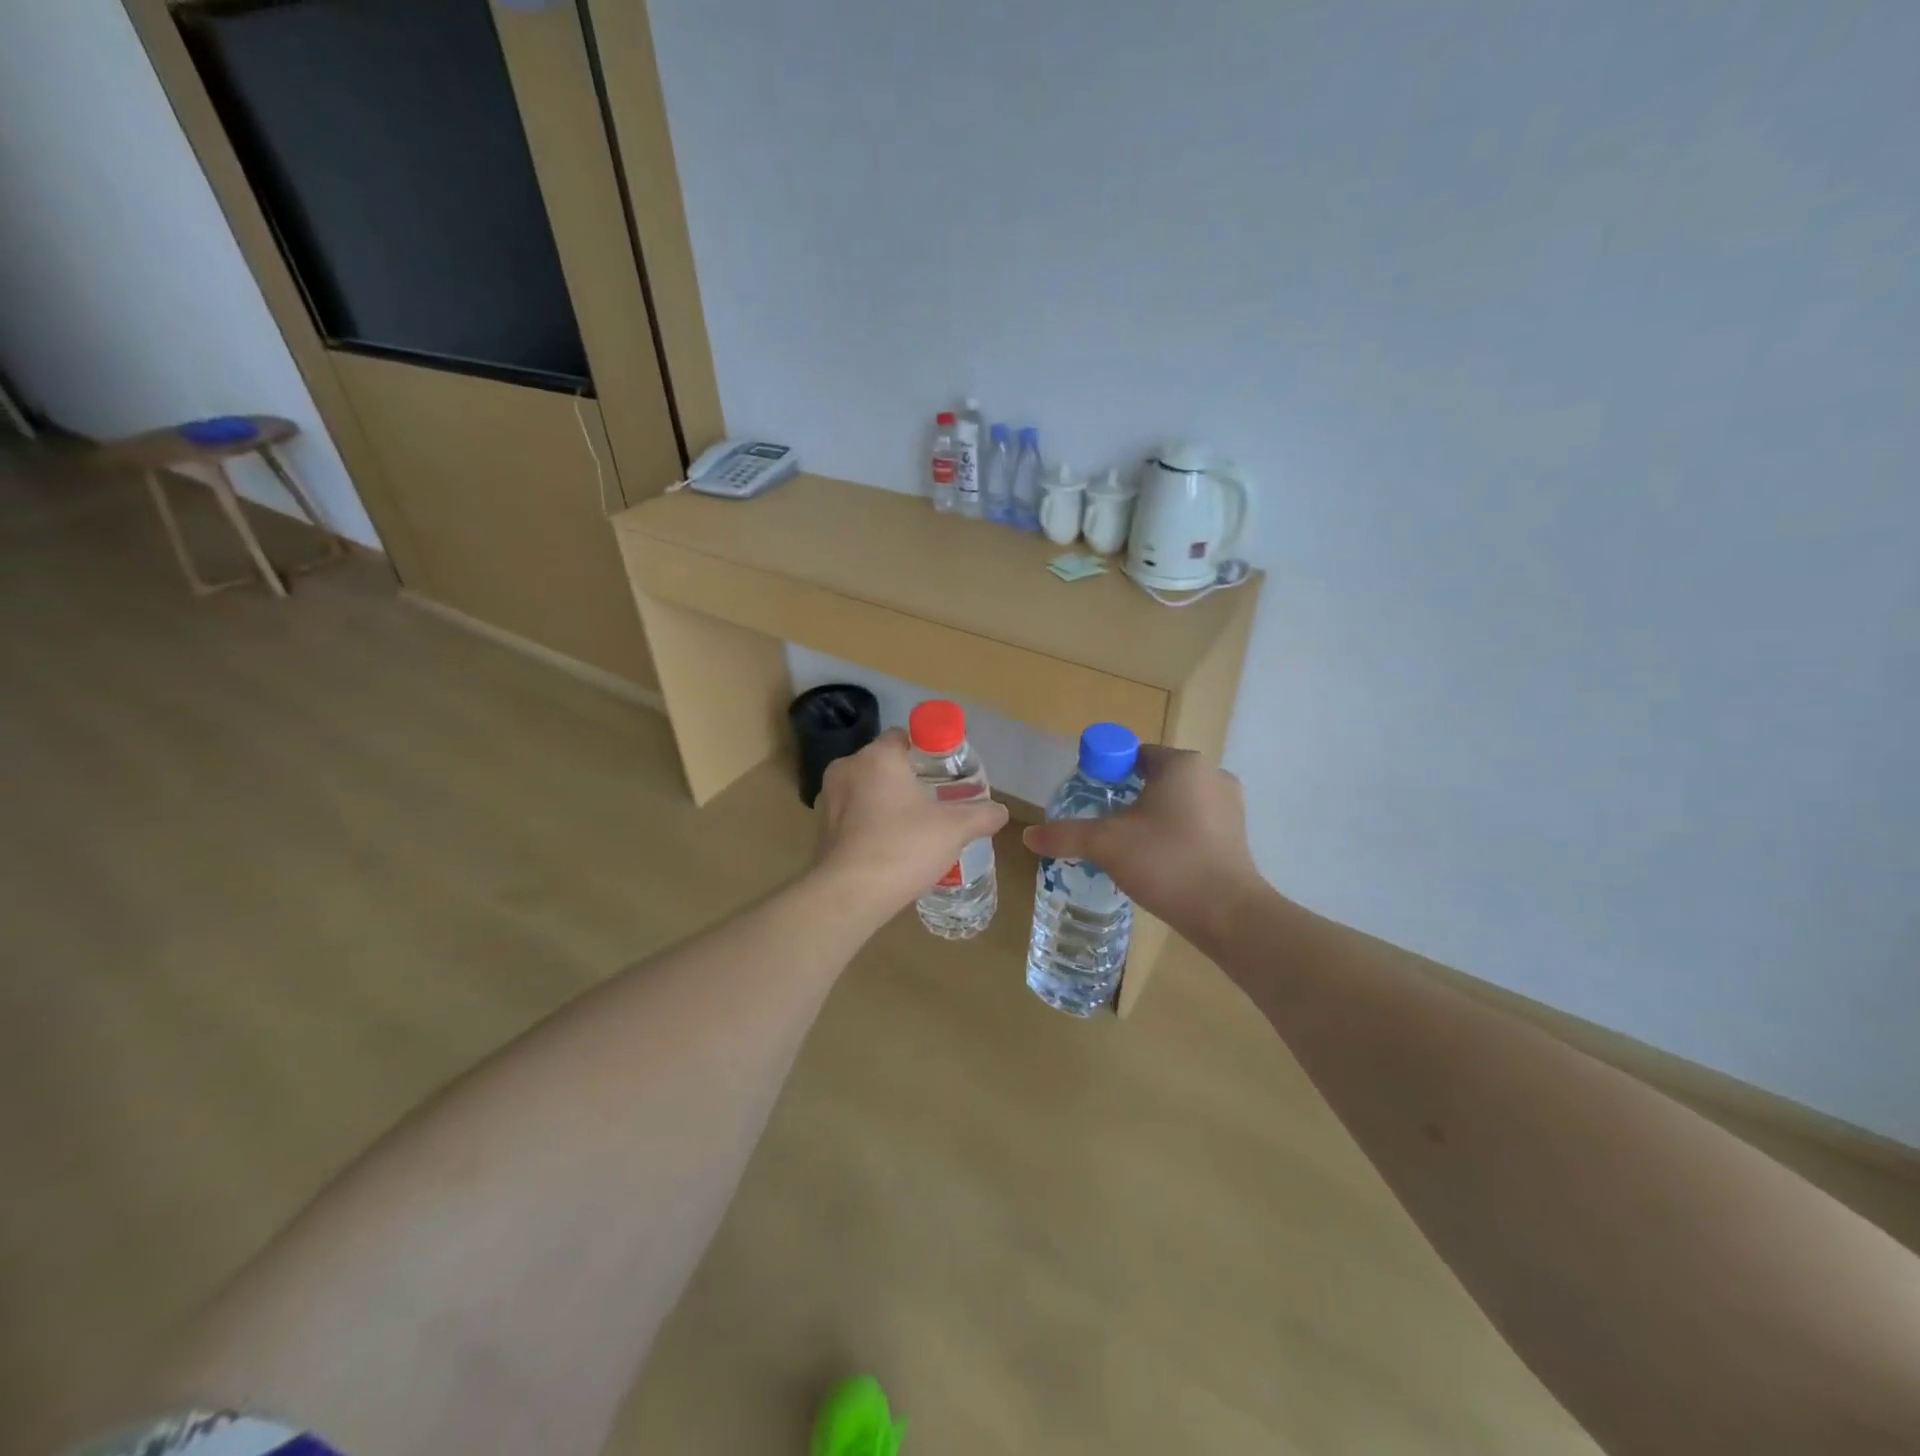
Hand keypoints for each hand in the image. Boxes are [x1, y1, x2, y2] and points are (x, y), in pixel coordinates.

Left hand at [812, 728, 1008, 919]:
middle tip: (935, 801)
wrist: (849, 895)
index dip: (927, 751)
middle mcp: (847, 768)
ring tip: (914, 827)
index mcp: (877, 757)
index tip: (945, 773)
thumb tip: (1001, 811)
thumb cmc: (903, 848)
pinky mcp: (820, 827)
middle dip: (908, 778)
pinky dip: (869, 822)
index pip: (903, 737)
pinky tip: (889, 846)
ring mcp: (828, 798)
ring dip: (887, 801)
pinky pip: (852, 814)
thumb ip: (981, 815)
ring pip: (866, 789)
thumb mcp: (954, 830)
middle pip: (884, 763)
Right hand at [1021, 746, 1266, 946]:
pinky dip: (1174, 834)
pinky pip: (1195, 823)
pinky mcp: (1237, 835)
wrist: (1227, 914)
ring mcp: (1230, 805)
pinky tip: (1158, 860)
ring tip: (1128, 845)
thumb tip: (1028, 836)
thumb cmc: (1166, 862)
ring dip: (1152, 817)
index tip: (1089, 799)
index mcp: (1182, 764)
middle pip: (1155, 778)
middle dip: (1128, 797)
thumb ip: (1065, 835)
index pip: (1133, 754)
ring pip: (1177, 802)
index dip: (1106, 772)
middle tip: (1103, 824)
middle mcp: (1211, 775)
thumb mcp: (1106, 844)